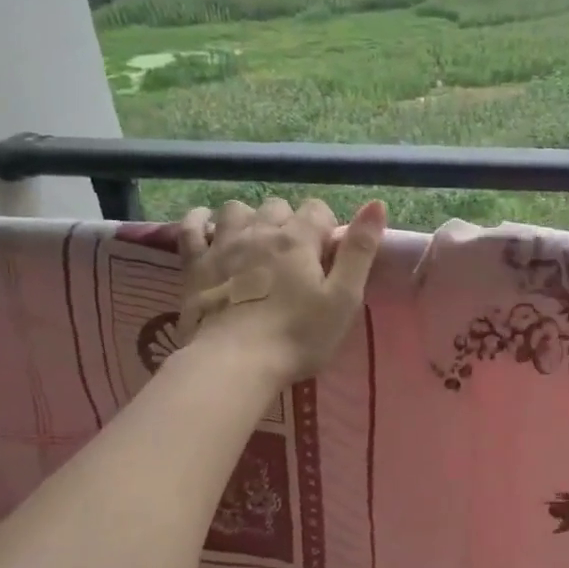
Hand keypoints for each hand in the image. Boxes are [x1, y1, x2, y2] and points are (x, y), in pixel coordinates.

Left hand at [176, 197, 386, 383]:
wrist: (235, 363)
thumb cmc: (298, 336)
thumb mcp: (344, 298)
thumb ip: (360, 251)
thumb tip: (377, 204)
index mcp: (298, 240)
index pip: (317, 209)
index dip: (326, 227)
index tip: (327, 255)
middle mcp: (259, 232)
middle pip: (277, 207)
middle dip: (289, 222)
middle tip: (294, 256)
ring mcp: (223, 245)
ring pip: (236, 210)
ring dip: (249, 219)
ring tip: (255, 243)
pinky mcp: (194, 265)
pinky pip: (192, 227)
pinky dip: (200, 221)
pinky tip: (207, 226)